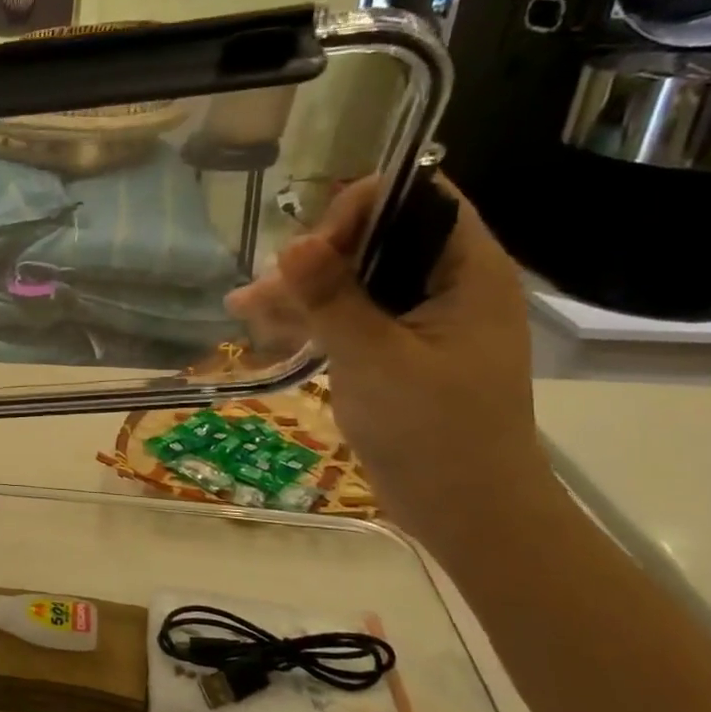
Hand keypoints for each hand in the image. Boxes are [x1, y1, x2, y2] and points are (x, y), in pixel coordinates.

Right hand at [228, 177, 553, 546]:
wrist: (466, 511)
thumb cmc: (435, 432)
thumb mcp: (376, 359)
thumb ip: (333, 298)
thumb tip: (293, 243)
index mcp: (467, 273)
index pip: (419, 200)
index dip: (362, 208)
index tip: (313, 249)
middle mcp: (445, 284)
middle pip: (376, 238)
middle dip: (316, 256)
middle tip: (269, 288)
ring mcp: (418, 319)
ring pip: (353, 278)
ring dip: (300, 289)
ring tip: (243, 308)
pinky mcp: (395, 348)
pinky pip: (349, 315)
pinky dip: (309, 319)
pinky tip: (262, 328)